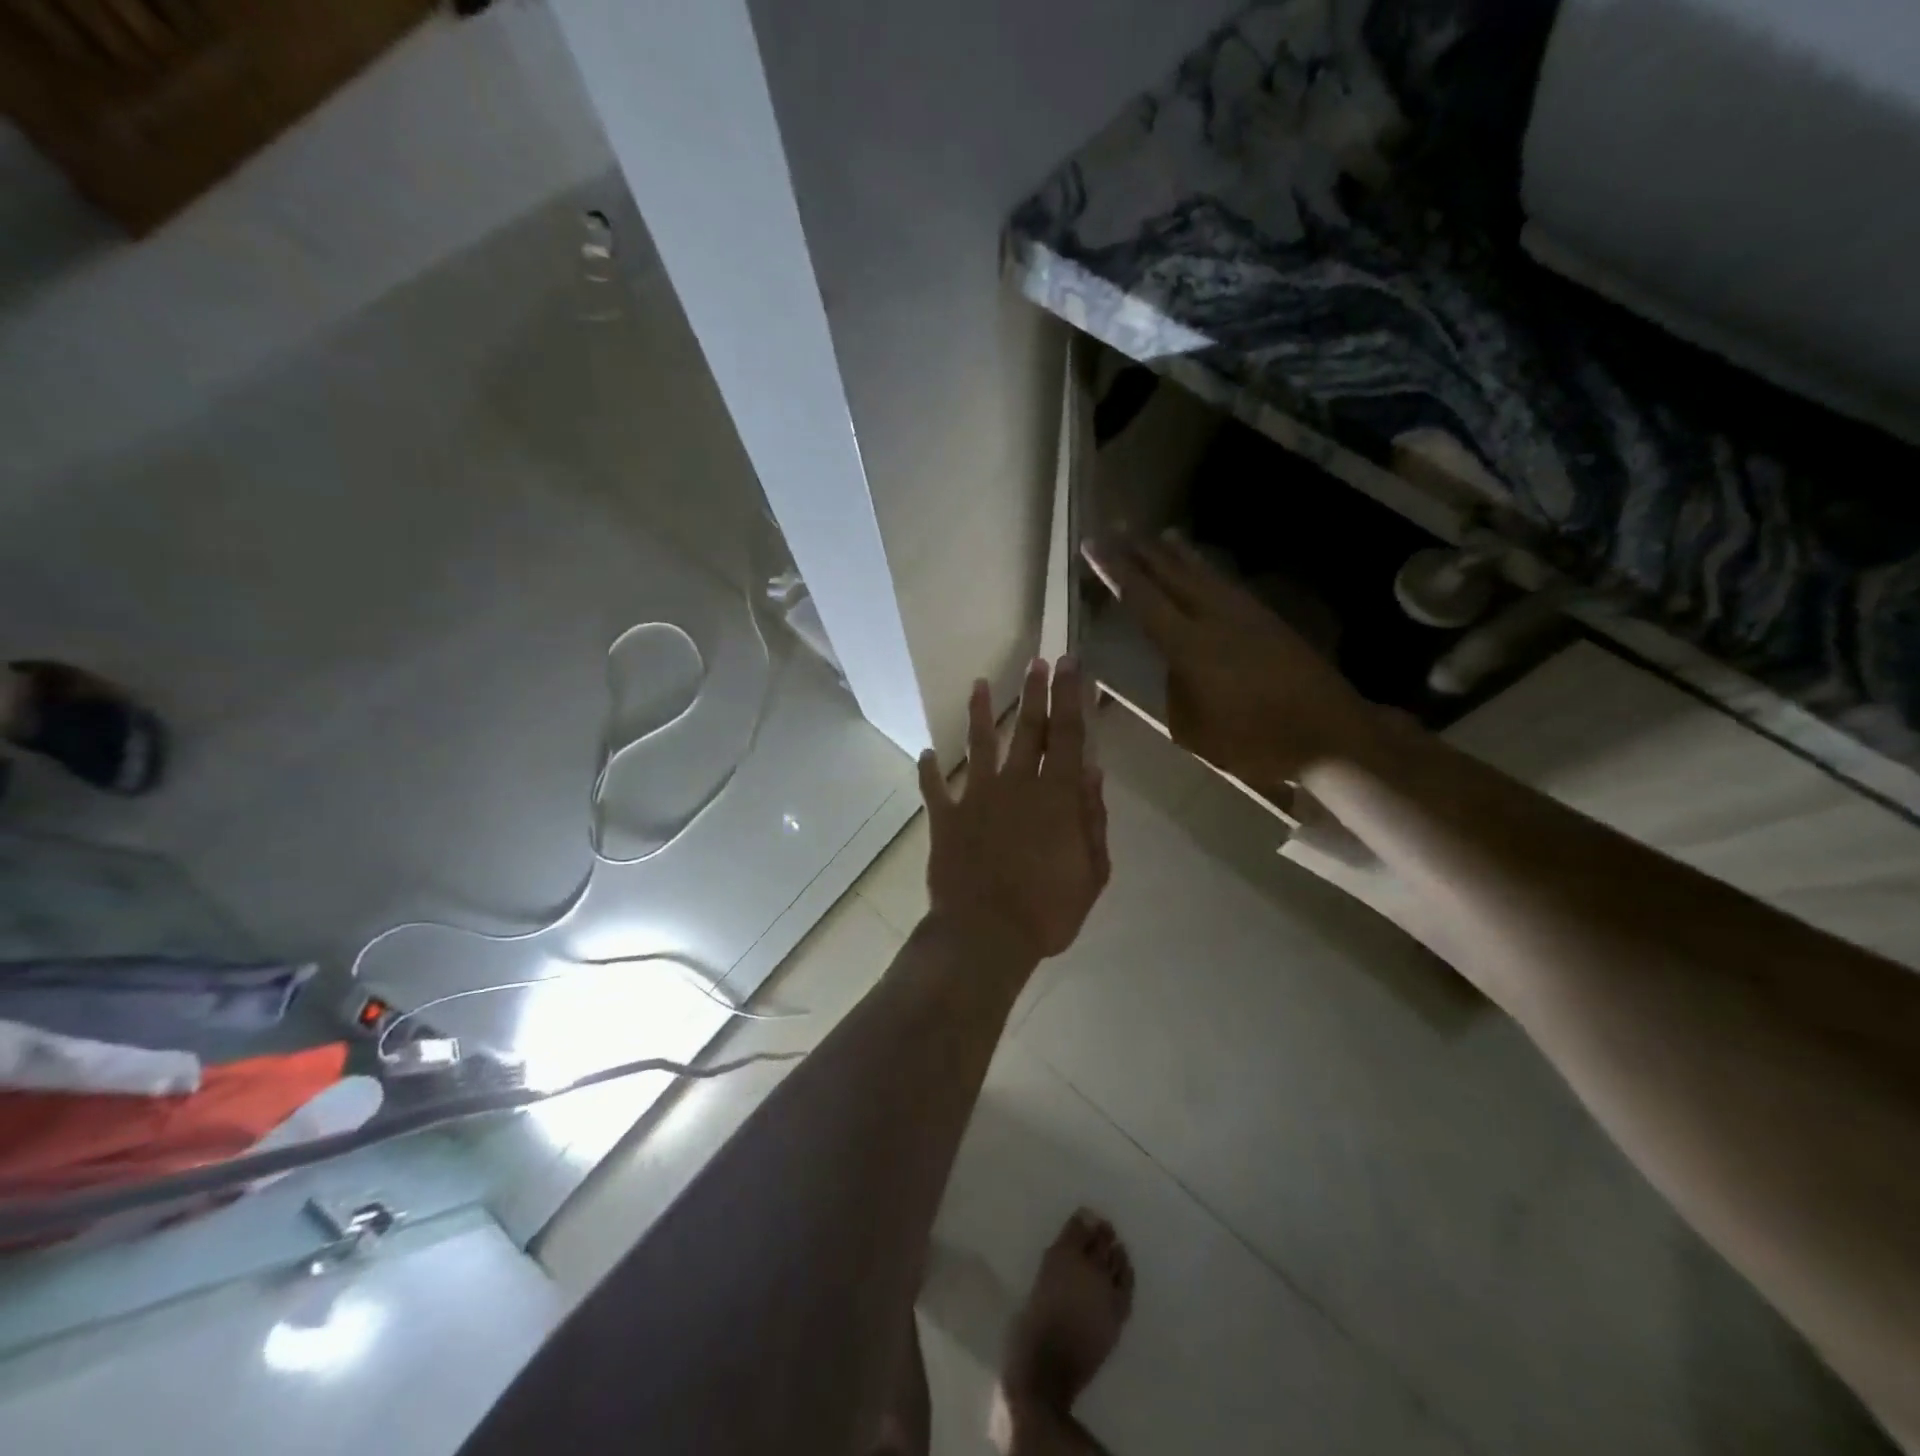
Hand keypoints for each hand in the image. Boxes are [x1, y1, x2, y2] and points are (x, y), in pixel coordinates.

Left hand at [918, 659, 1110, 965]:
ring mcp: (976, 798)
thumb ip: (1093, 820)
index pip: (1069, 735)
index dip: (1071, 696)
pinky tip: (927, 753)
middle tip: (1038, 662)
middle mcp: (1017, 785)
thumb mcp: (1091, 873)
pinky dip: (930, 771)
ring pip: (980, 745)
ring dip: (979, 713)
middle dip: (1036, 693)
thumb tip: (1095, 773)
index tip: (1072, 663)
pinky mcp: (946, 818)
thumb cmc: (1047, 911)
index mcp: (1056, 797)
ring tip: (979, 685)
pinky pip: (935, 789)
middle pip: (1028, 729)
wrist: (985, 934)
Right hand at [1083, 533, 1378, 787]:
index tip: (1093, 545)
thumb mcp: (1195, 731)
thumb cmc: (1254, 742)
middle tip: (1118, 528)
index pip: (1143, 600)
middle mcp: (1216, 619)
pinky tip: (1206, 571)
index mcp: (1190, 646)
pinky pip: (1228, 586)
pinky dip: (1209, 571)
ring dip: (1179, 555)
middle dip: (1142, 552)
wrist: (1331, 737)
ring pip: (1205, 575)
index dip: (1115, 571)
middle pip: (1173, 576)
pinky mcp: (1270, 622)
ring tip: (1161, 536)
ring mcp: (1247, 616)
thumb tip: (1175, 671)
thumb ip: (1176, 693)